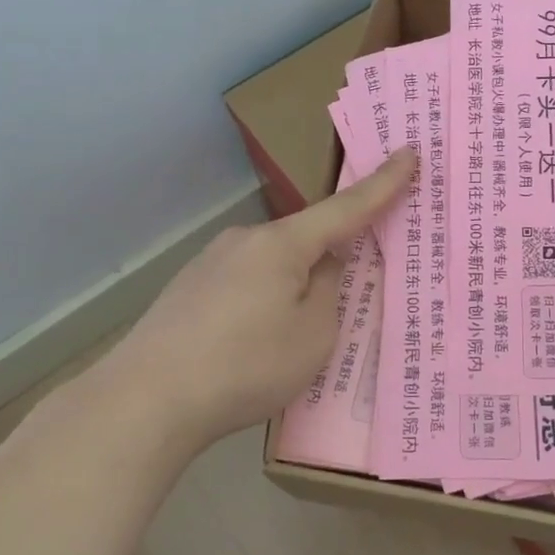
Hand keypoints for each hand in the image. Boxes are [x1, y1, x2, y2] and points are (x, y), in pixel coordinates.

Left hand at [103, 150, 416, 451]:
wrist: (144, 401)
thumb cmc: (245, 365)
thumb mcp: (313, 335)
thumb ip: (330, 292)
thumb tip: (323, 267)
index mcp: (283, 244)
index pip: (347, 207)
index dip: (383, 184)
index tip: (409, 152)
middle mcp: (246, 240)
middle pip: (306, 240)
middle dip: (329, 262)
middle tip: (340, 305)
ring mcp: (211, 261)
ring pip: (273, 266)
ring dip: (290, 290)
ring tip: (285, 344)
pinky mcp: (188, 287)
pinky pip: (244, 284)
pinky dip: (260, 304)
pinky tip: (248, 346)